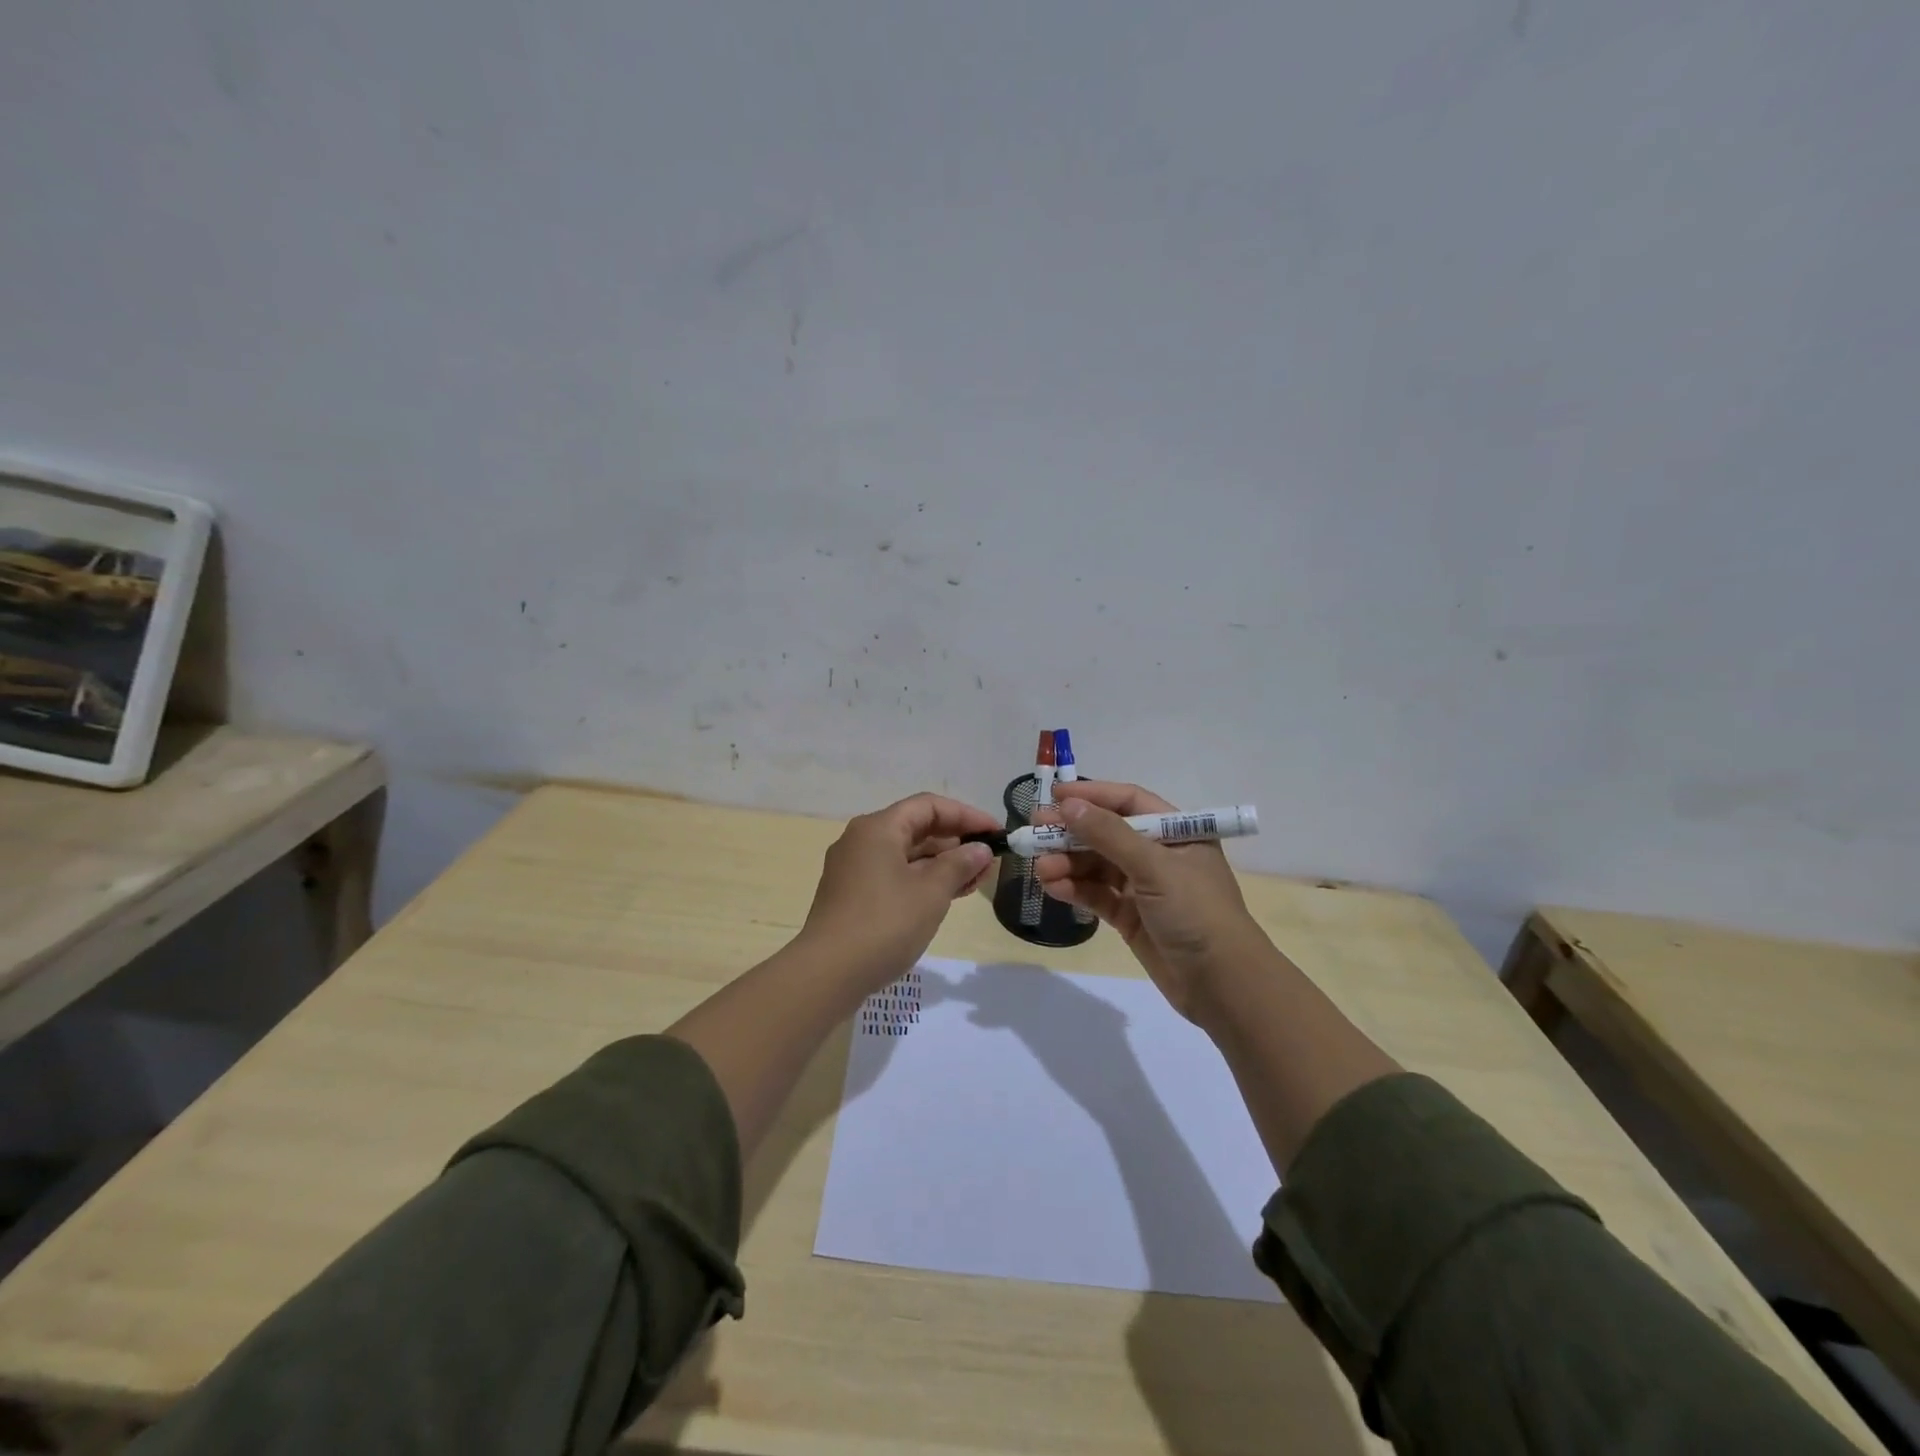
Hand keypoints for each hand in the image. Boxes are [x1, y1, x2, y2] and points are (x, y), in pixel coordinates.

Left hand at [798, 792, 998, 986]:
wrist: (828, 974)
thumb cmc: (884, 924)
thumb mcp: (931, 892)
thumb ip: (959, 864)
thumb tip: (980, 849)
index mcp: (878, 828)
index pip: (929, 806)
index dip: (966, 815)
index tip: (995, 833)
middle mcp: (862, 840)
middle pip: (916, 828)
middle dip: (955, 842)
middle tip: (988, 862)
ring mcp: (853, 868)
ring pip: (906, 854)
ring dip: (941, 864)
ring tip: (975, 881)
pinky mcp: (851, 894)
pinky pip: (894, 874)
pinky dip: (922, 880)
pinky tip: (946, 896)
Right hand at [1033, 781, 1269, 1023]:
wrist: (1223, 985)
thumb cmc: (1196, 912)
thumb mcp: (1154, 866)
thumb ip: (1109, 835)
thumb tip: (1068, 805)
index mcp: (1177, 832)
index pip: (1129, 803)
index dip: (1092, 795)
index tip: (1054, 793)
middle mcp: (1160, 855)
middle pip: (1107, 834)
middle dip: (1071, 833)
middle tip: (1035, 832)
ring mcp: (1144, 887)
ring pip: (1097, 866)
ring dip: (1068, 864)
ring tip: (1040, 868)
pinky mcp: (1131, 917)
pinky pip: (1097, 895)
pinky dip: (1076, 889)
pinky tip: (1053, 887)